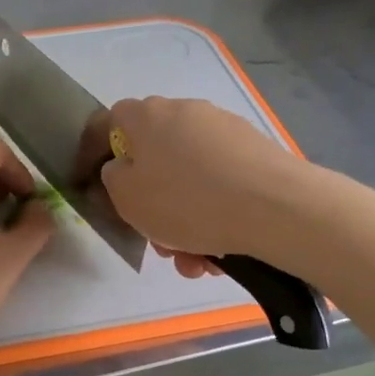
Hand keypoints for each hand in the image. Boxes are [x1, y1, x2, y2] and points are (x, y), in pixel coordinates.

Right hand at [99, 97, 302, 276]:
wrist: (274, 207)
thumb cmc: (186, 201)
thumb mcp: (128, 198)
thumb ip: (114, 179)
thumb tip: (122, 169)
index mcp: (148, 116)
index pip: (111, 122)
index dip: (100, 153)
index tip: (100, 187)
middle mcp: (186, 113)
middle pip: (155, 160)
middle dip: (153, 205)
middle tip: (159, 241)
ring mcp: (224, 131)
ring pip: (189, 181)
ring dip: (185, 223)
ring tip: (196, 262)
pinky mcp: (255, 153)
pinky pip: (220, 187)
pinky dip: (214, 217)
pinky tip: (221, 253)